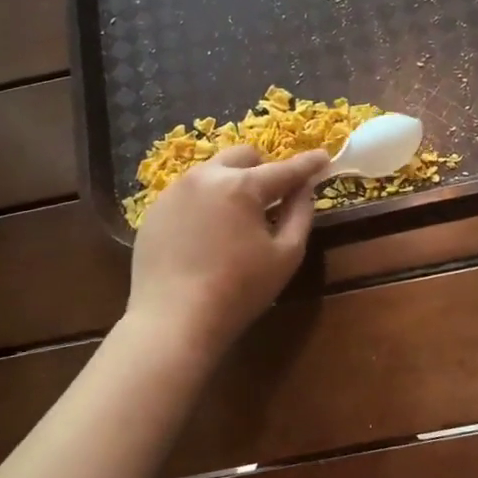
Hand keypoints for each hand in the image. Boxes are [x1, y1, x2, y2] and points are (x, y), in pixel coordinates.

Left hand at [128, 146, 331, 353]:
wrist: (173, 321)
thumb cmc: (238, 291)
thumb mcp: (285, 255)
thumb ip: (300, 214)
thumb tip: (304, 188)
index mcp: (241, 186)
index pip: (284, 169)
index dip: (307, 164)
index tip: (323, 157)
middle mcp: (205, 177)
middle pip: (242, 156)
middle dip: (263, 168)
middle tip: (272, 197)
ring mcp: (175, 191)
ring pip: (212, 172)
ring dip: (231, 184)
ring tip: (235, 219)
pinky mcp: (154, 210)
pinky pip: (188, 193)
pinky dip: (205, 203)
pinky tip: (206, 236)